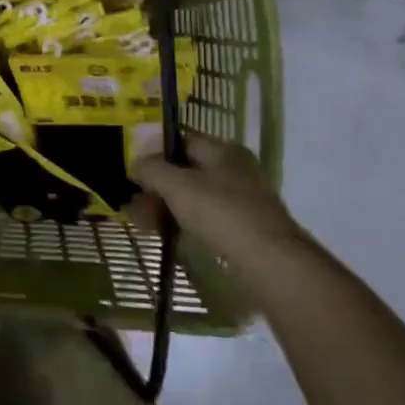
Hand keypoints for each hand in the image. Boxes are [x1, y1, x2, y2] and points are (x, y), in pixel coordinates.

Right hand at [132, 135, 305, 267]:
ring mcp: (241, 200)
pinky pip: (205, 217)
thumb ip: (152, 169)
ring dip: (166, 206)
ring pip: (194, 196)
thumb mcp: (178, 186)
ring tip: (142, 223)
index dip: (154, 152)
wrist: (271, 263)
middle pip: (186, 170)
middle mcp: (235, 170)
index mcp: (224, 151)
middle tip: (133, 203)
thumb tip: (135, 164)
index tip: (133, 171)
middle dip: (157, 185)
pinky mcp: (243, 228)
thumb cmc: (222, 214)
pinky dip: (183, 221)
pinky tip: (165, 234)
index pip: (181, 141)